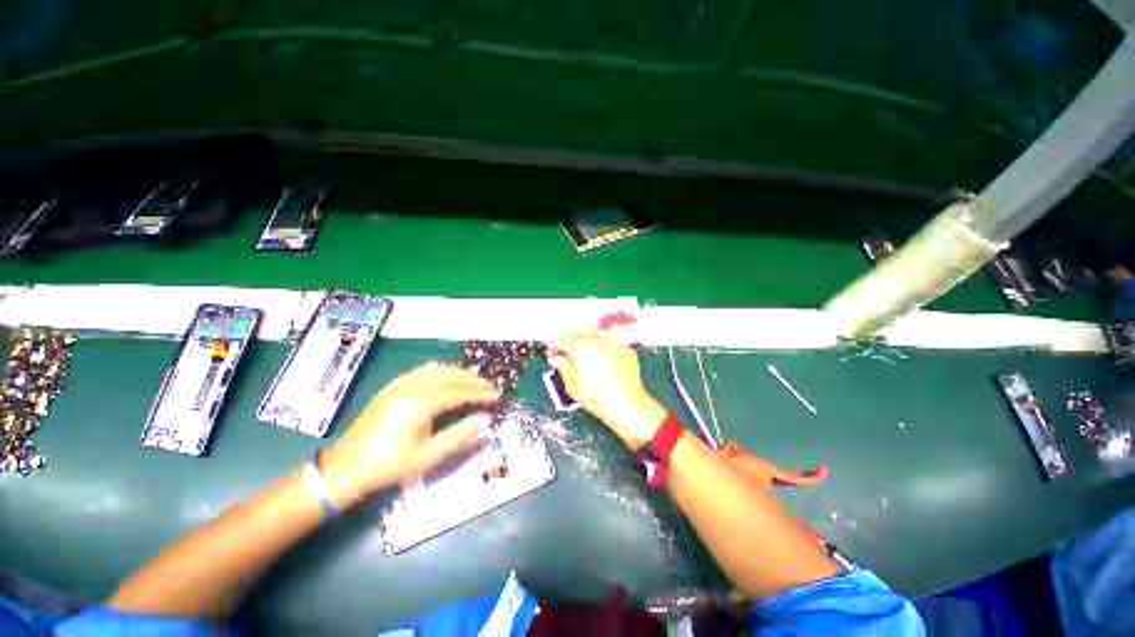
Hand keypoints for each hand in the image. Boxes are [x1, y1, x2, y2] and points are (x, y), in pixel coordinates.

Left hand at [320, 363, 499, 507]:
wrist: (345, 468)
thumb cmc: (389, 465)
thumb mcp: (429, 456)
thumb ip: (460, 435)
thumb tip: (484, 419)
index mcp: (422, 403)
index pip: (461, 392)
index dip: (482, 393)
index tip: (498, 396)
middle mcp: (413, 386)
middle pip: (452, 376)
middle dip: (474, 381)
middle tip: (490, 389)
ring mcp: (401, 383)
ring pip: (439, 369)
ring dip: (459, 373)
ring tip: (473, 383)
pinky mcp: (393, 386)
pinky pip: (423, 370)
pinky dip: (441, 371)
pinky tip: (446, 379)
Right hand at [548, 328, 666, 448]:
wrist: (627, 405)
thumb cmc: (594, 397)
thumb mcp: (572, 385)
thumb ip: (562, 366)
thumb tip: (555, 357)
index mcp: (580, 347)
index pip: (562, 338)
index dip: (555, 344)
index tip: (553, 353)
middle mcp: (597, 339)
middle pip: (579, 329)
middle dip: (570, 335)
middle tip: (565, 347)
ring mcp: (613, 342)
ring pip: (596, 333)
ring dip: (586, 338)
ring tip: (584, 352)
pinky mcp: (626, 349)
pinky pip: (610, 342)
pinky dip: (602, 347)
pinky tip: (602, 359)